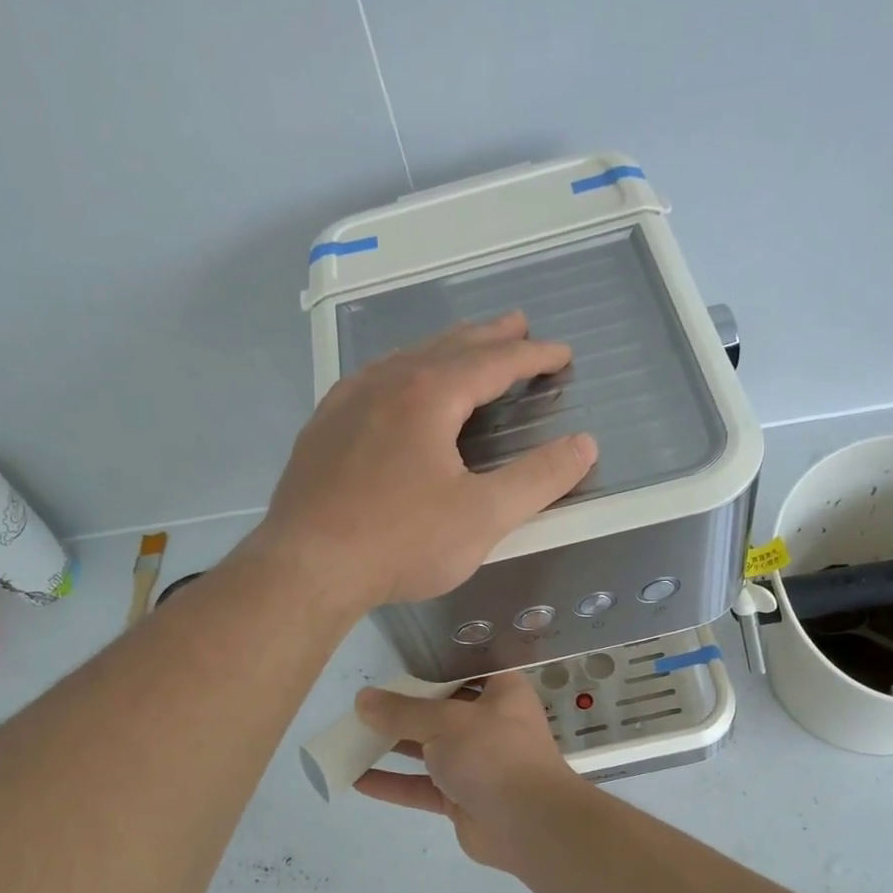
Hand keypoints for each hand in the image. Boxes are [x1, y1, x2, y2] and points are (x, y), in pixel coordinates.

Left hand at [253, 312, 597, 610]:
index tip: (561, 354)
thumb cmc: (401, 542)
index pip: (493, 361)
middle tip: (518, 325)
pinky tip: (395, 386)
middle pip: (447, 347)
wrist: (307, 567)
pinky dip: (401, 372)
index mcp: (429, 395)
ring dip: (443, 349)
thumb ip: (538, 479)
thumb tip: (584, 444)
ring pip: (405, 359)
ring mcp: (346, 403)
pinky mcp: (322, 430)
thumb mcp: (483, 516)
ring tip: (464, 347)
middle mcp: (386, 384)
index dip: (533, 356)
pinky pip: (371, 381)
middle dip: (489, 336)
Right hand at [354, 672, 585, 867]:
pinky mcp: (463, 798)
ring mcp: (477, 763)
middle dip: (405, 708)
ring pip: (429, 749)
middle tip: (366, 702)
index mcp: (501, 692)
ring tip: (352, 736)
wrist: (529, 824)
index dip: (435, 666)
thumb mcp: (445, 722)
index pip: (468, 670)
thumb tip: (362, 700)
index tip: (400, 664)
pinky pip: (423, 786)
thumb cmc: (493, 753)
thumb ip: (402, 712)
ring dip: (393, 745)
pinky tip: (358, 778)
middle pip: (442, 710)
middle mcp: (491, 723)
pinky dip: (394, 783)